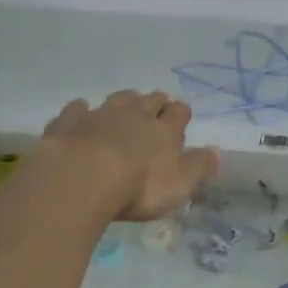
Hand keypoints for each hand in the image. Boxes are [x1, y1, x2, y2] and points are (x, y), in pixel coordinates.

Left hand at [40, 90, 220, 220]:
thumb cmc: (137, 187)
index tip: (180, 119)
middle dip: (155, 102)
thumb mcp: (179, 185)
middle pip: (150, 100)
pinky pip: (77, 109)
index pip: (179, 112)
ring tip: (126, 106)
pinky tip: (80, 111)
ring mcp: (100, 115)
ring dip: (124, 101)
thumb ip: (199, 167)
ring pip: (117, 99)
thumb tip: (217, 152)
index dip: (180, 114)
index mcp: (163, 130)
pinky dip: (81, 110)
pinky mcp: (69, 122)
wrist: (81, 178)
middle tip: (156, 108)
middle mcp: (134, 115)